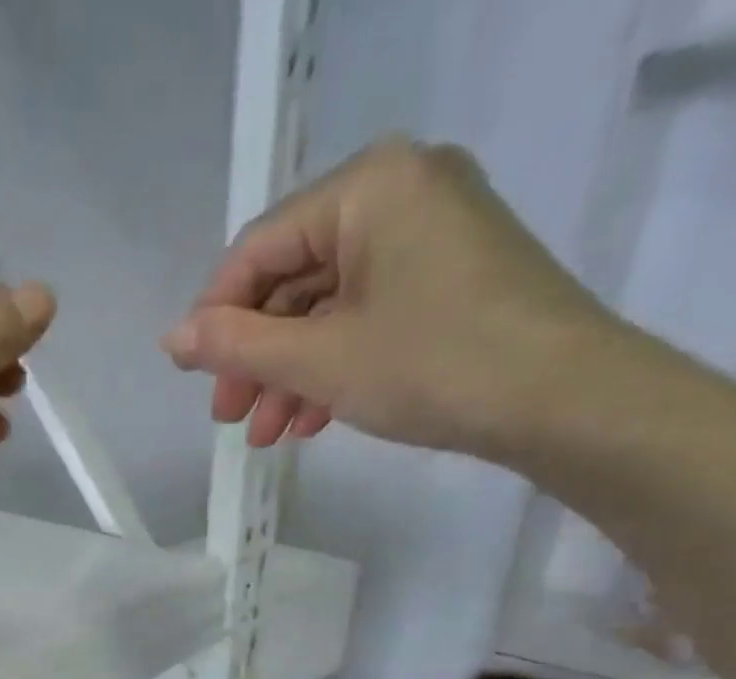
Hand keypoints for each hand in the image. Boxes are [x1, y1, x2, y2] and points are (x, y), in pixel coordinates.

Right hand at [161, 138, 621, 459]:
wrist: (564, 399)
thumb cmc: (432, 366)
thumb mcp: (320, 360)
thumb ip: (238, 346)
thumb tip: (171, 338)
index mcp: (367, 185)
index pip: (260, 250)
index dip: (216, 318)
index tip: (195, 381)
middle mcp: (399, 190)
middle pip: (294, 279)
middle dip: (256, 357)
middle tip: (231, 417)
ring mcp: (430, 232)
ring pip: (328, 305)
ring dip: (290, 372)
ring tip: (269, 435)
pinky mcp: (450, 275)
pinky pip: (367, 314)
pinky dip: (334, 365)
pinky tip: (312, 418)